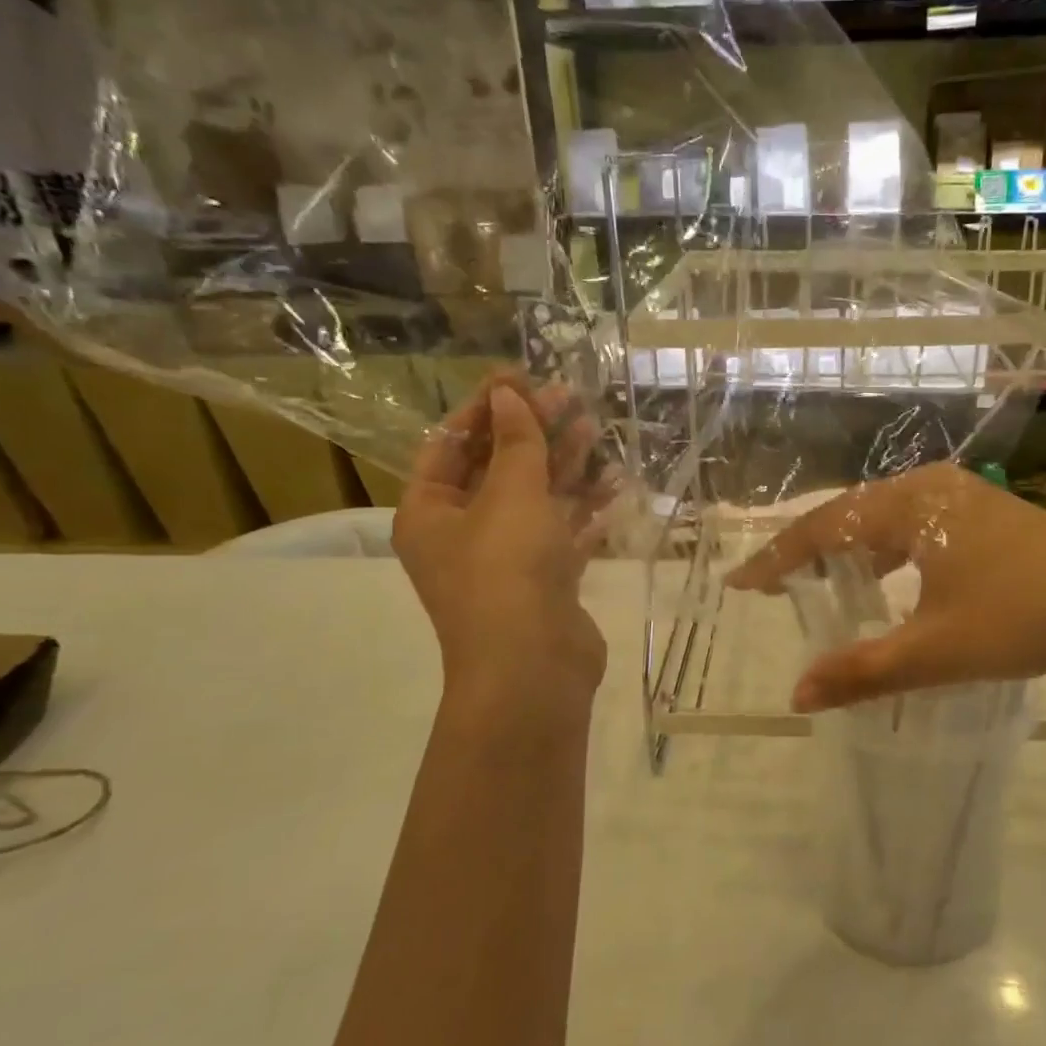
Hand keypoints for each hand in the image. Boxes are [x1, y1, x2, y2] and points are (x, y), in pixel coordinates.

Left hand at [393, 377, 607, 707]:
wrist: (533, 668)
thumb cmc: (507, 571)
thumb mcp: (510, 494)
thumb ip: (515, 442)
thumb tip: (508, 395)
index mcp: (430, 512)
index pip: (450, 444)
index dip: (485, 409)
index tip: (521, 377)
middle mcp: (462, 534)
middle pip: (496, 468)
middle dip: (532, 432)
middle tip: (570, 397)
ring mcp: (506, 560)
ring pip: (535, 499)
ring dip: (563, 465)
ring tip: (596, 429)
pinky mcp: (545, 581)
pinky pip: (563, 532)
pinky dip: (584, 509)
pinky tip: (614, 484)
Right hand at [727, 464, 1045, 711]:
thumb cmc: (1023, 619)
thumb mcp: (935, 652)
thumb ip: (862, 673)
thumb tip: (797, 696)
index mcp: (910, 506)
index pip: (823, 528)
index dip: (778, 558)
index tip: (741, 584)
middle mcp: (929, 488)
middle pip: (849, 514)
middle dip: (807, 549)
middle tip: (774, 586)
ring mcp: (961, 496)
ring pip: (884, 517)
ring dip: (848, 548)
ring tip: (820, 582)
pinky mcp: (985, 513)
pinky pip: (914, 524)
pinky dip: (886, 549)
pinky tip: (887, 576)